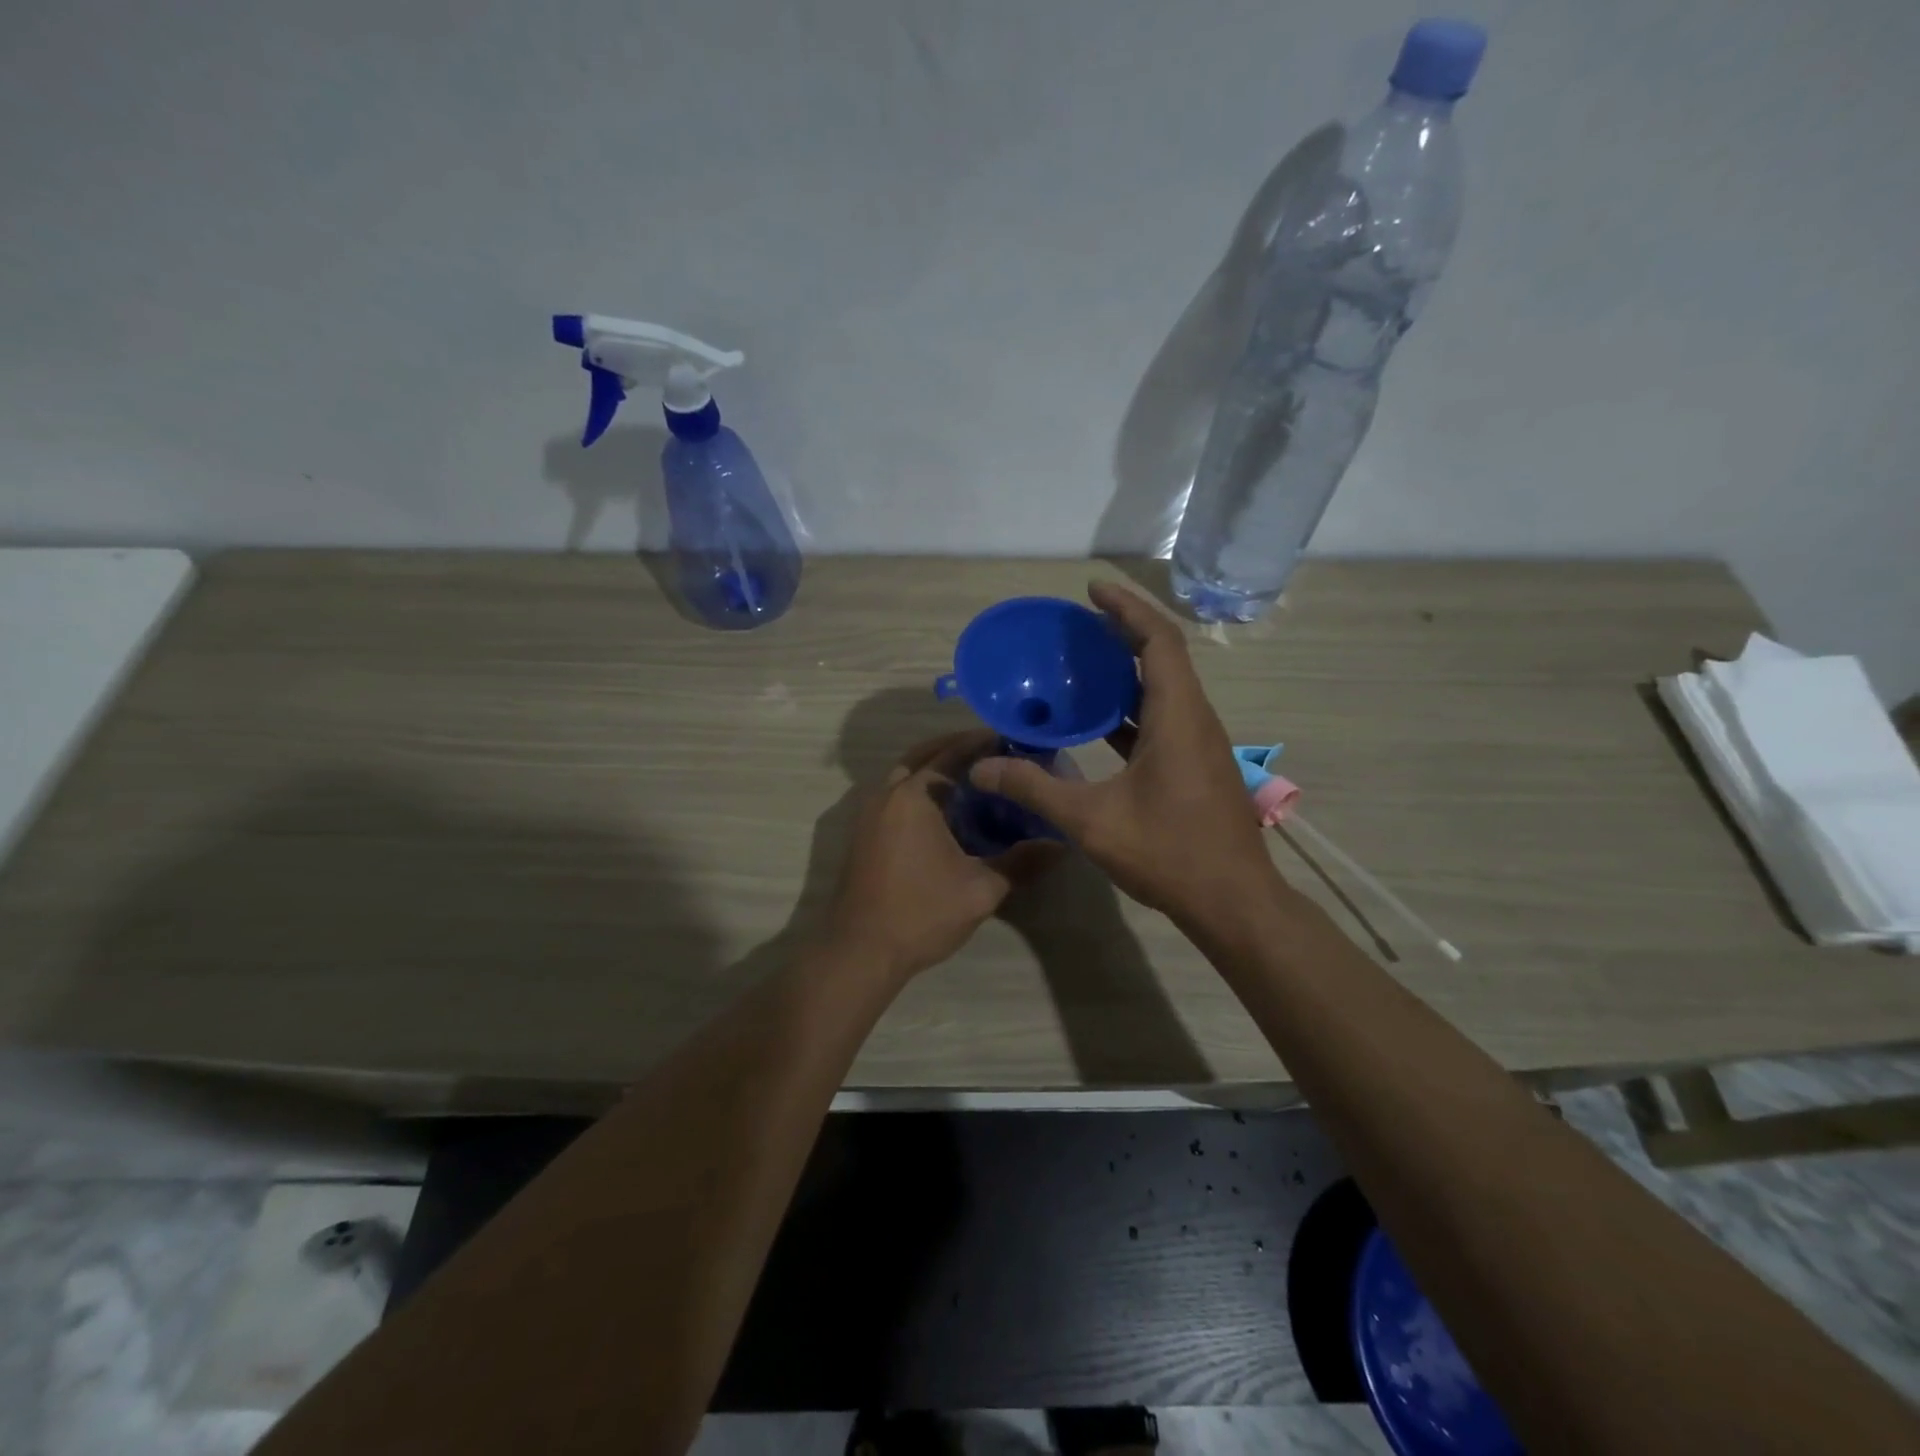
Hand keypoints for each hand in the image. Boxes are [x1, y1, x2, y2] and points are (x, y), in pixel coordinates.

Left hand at [826, 730, 1058, 979]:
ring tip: (972, 777)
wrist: (860, 951)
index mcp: (914, 796)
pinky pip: (895, 795)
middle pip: (923, 755)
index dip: (981, 743)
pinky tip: (944, 810)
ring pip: (904, 774)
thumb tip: (1060, 844)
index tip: (1011, 738)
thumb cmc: (921, 913)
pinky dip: (919, 788)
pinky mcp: (864, 833)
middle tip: (992, 750)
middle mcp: (887, 794)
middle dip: (955, 748)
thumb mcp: (981, 889)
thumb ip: (1021, 862)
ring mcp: (869, 814)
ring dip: (934, 767)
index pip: (951, 754)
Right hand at [969, 581, 1277, 926]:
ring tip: (1083, 664)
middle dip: (1123, 632)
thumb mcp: (1091, 821)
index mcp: (1177, 716)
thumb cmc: (1168, 853)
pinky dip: (1131, 708)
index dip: (1127, 608)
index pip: (1158, 640)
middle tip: (1078, 624)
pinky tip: (1099, 722)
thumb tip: (981, 770)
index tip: (1092, 590)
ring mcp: (1199, 744)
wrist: (1233, 902)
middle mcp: (1194, 719)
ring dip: (1128, 670)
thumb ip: (1033, 789)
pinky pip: (1163, 718)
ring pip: (1165, 688)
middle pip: (1163, 656)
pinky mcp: (1196, 766)